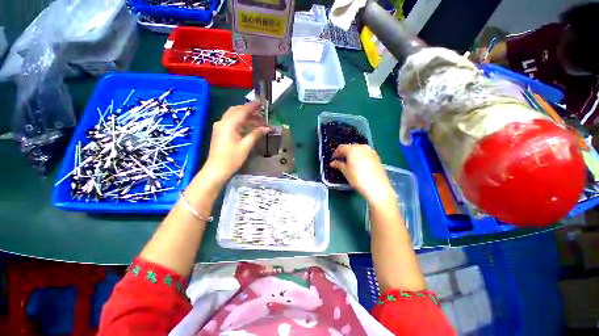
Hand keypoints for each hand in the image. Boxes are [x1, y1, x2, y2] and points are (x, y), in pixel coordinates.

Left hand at [204, 101, 268, 182]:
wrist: (216, 169)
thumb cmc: (232, 158)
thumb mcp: (246, 146)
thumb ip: (256, 134)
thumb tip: (267, 128)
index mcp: (229, 124)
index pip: (242, 111)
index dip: (252, 106)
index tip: (261, 102)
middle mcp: (223, 122)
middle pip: (237, 111)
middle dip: (249, 110)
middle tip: (261, 113)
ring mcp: (220, 127)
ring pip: (234, 116)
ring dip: (246, 117)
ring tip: (259, 121)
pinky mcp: (220, 132)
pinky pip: (232, 122)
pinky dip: (241, 122)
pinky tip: (250, 126)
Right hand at [330, 144, 394, 203]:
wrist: (377, 187)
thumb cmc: (358, 179)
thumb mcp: (346, 172)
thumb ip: (339, 165)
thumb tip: (333, 163)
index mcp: (352, 149)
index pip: (341, 148)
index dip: (335, 153)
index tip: (333, 160)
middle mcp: (361, 147)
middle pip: (350, 147)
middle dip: (344, 153)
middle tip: (340, 161)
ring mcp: (370, 151)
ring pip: (358, 149)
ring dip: (352, 154)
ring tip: (349, 163)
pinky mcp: (376, 156)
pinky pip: (365, 153)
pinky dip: (360, 156)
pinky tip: (359, 164)